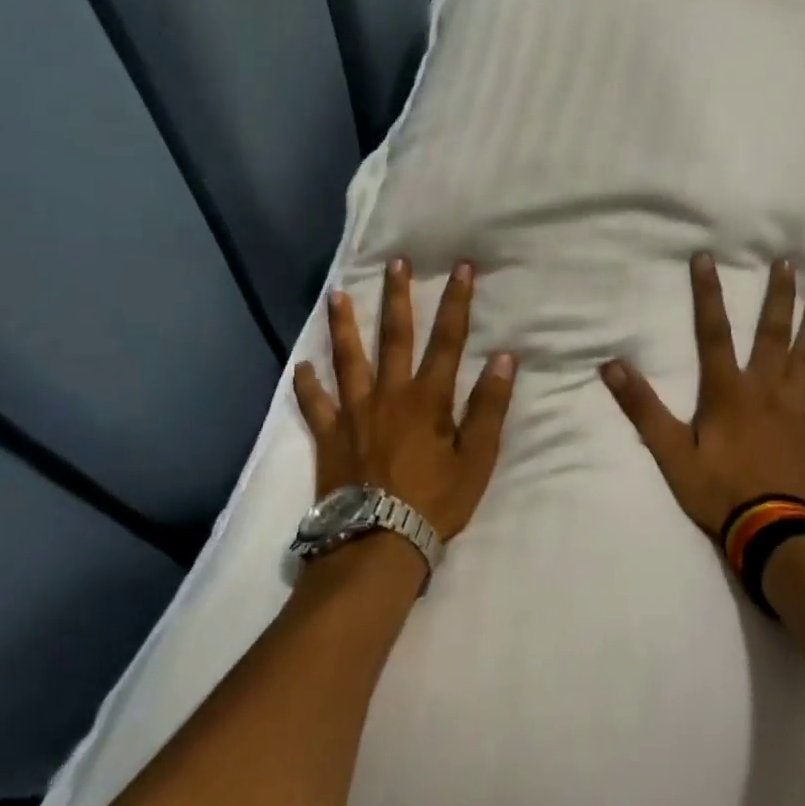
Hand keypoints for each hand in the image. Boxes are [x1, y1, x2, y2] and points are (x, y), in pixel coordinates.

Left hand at [293, 258, 516, 541]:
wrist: (380, 543)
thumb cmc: (435, 502)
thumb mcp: (477, 458)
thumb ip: (489, 407)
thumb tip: (503, 358)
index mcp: (428, 399)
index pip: (448, 340)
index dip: (456, 302)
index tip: (461, 268)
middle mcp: (389, 395)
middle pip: (394, 337)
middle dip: (397, 297)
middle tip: (395, 263)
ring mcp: (354, 414)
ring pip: (348, 360)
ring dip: (343, 326)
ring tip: (335, 295)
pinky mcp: (330, 437)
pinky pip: (315, 405)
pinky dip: (307, 385)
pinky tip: (301, 367)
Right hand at [601, 254, 804, 538]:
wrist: (769, 531)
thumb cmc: (716, 490)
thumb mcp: (670, 451)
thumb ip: (643, 407)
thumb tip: (612, 365)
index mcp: (728, 392)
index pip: (713, 334)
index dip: (708, 295)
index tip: (707, 258)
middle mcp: (765, 392)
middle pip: (772, 337)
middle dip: (778, 299)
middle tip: (788, 263)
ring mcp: (795, 413)